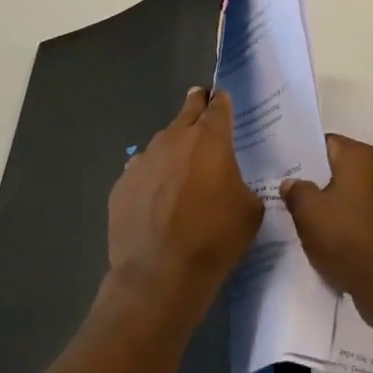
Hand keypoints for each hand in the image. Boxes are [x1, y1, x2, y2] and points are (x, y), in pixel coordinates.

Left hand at [107, 87, 262, 322]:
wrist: (159, 274)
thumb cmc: (214, 238)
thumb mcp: (250, 210)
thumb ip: (241, 183)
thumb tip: (230, 183)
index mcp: (210, 140)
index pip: (218, 107)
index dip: (222, 101)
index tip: (222, 98)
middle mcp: (174, 139)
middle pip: (187, 112)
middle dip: (196, 105)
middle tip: (200, 99)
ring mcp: (143, 161)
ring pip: (162, 142)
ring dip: (174, 146)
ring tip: (181, 163)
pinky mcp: (122, 184)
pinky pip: (142, 170)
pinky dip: (152, 175)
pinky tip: (157, 195)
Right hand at [281, 135, 372, 334]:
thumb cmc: (349, 238)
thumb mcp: (309, 213)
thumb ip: (296, 191)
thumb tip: (292, 182)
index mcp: (361, 156)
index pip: (325, 142)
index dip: (302, 153)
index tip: (282, 168)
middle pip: (338, 168)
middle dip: (315, 181)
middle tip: (287, 196)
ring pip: (350, 195)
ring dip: (330, 207)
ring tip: (303, 221)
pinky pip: (362, 216)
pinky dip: (346, 225)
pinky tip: (328, 242)